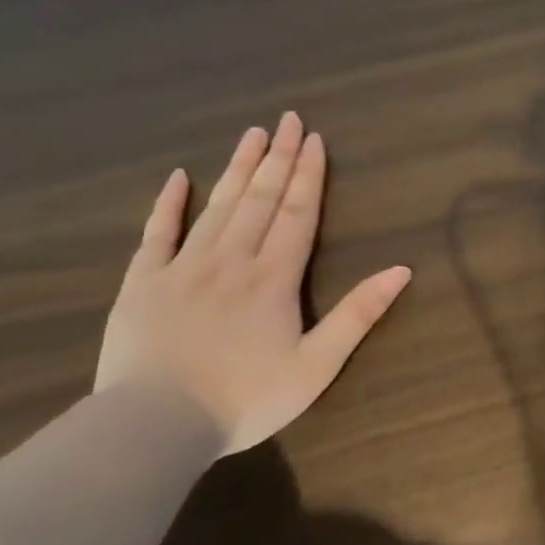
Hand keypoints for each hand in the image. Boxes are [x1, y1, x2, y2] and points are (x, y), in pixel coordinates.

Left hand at [95, 113, 411, 455]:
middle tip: (287, 119)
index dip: (308, 175)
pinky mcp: (143, 283)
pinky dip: (168, 203)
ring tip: (252, 134)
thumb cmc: (246, 399)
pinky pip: (157, 233)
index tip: (314, 139)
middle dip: (277, 158)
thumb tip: (401, 270)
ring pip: (217, 206)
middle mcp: (231, 259)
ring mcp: (183, 267)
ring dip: (238, 168)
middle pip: (260, 199)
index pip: (297, 214)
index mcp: (274, 278)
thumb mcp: (318, 364)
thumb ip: (359, 314)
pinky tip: (178, 177)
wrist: (156, 425)